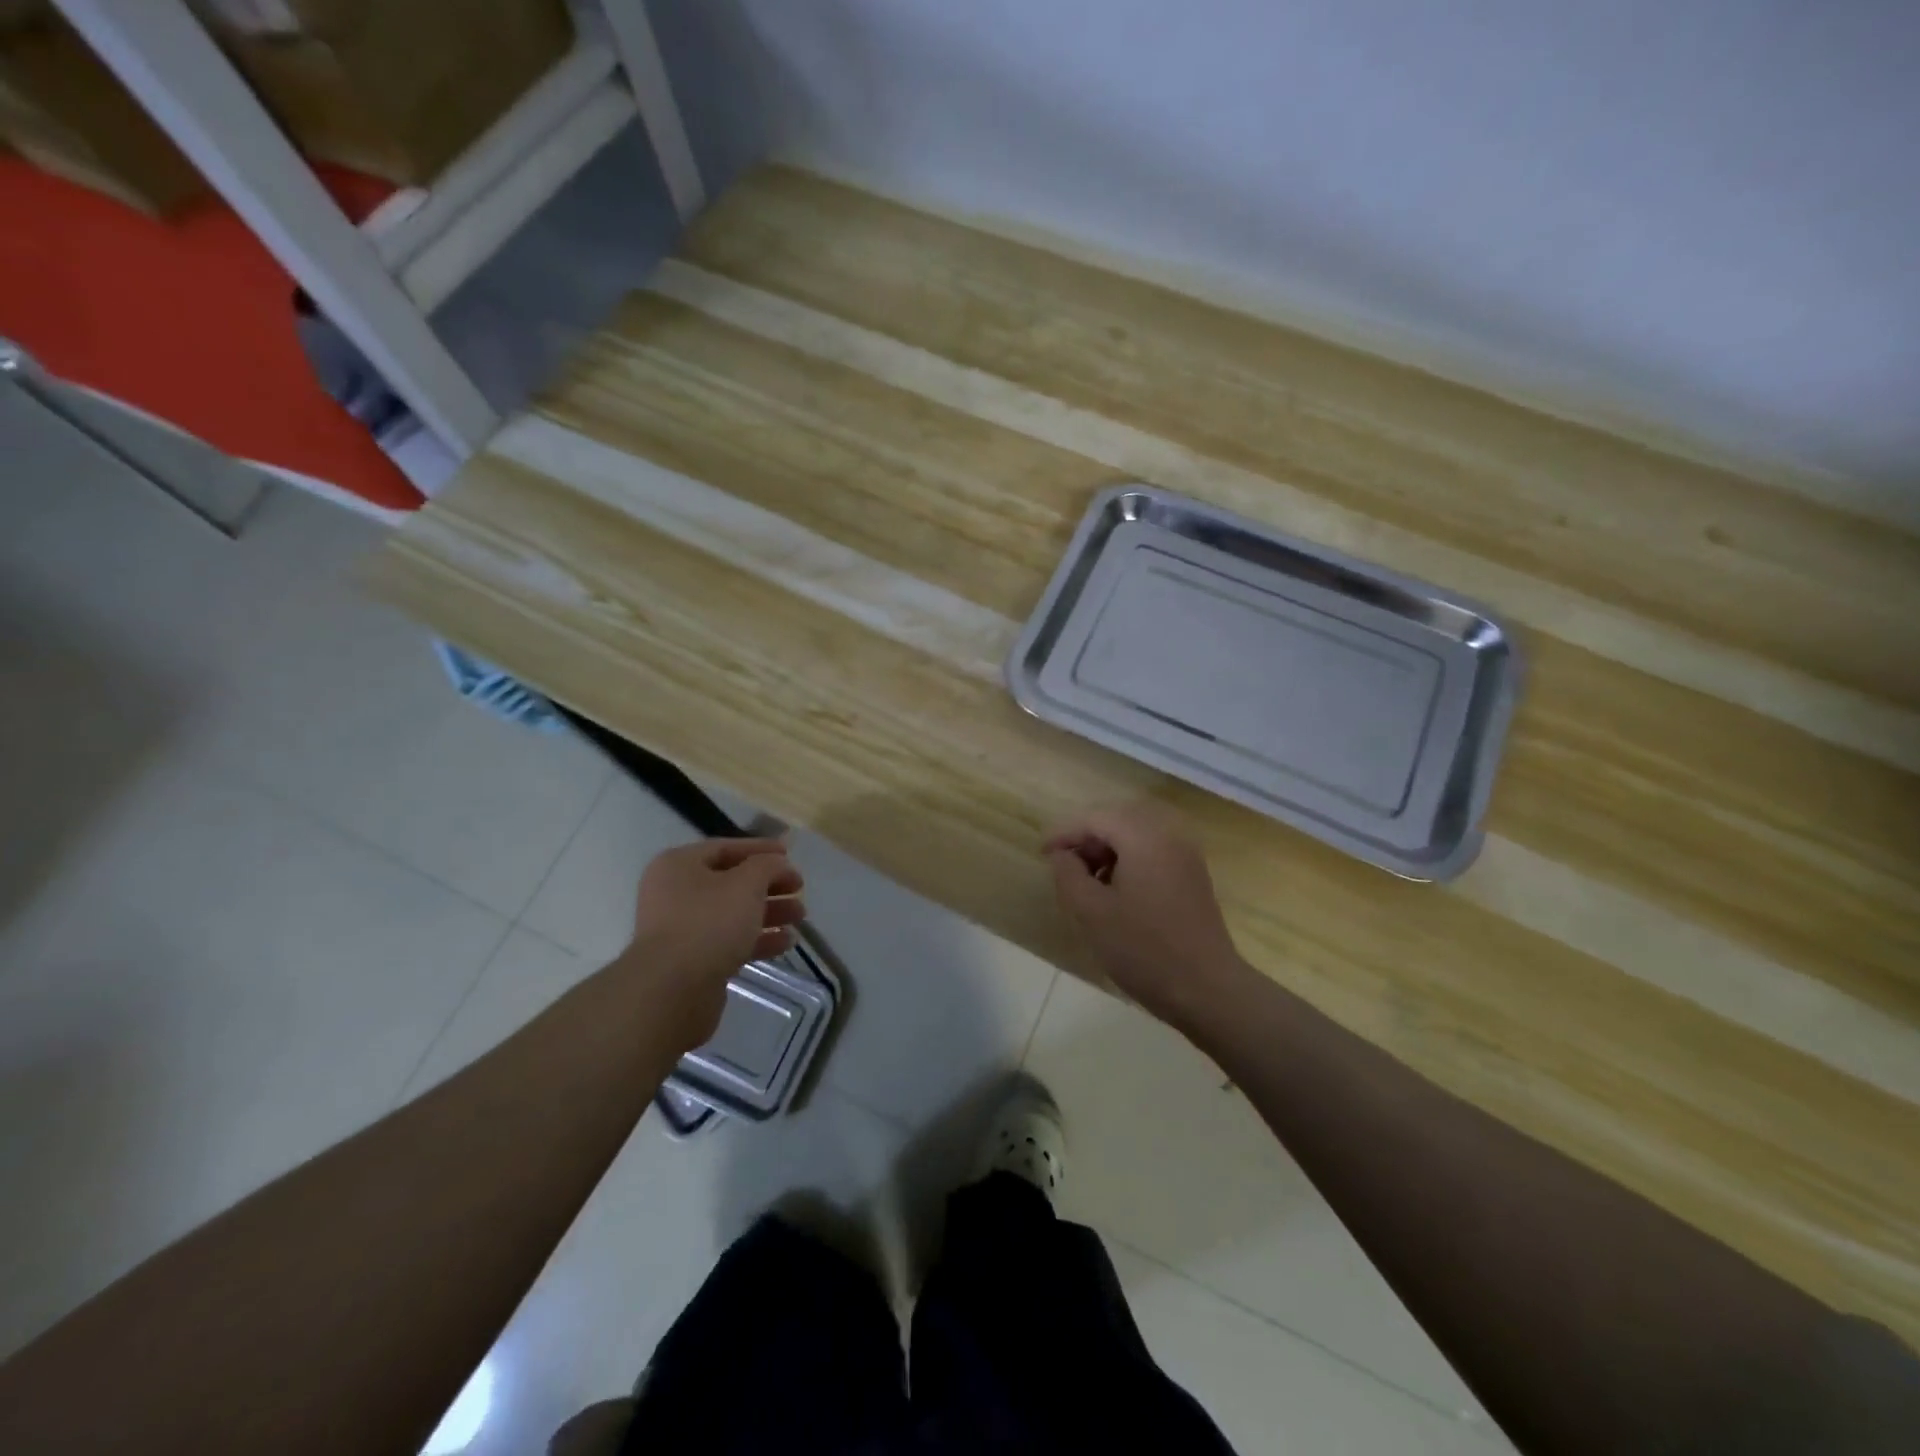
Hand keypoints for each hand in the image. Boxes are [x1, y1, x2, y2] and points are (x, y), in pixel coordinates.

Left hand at [622, 838, 805, 1048]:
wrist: (672, 991)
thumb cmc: (709, 923)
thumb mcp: (746, 884)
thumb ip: (767, 866)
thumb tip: (778, 864)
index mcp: (679, 865)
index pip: (726, 847)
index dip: (761, 849)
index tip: (790, 855)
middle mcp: (675, 893)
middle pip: (731, 882)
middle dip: (769, 885)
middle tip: (799, 889)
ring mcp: (682, 929)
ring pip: (733, 913)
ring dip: (769, 913)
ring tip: (800, 917)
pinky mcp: (692, 961)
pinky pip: (729, 942)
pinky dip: (758, 939)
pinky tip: (786, 943)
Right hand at [1045, 804, 1252, 1025]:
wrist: (1207, 989)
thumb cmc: (1143, 949)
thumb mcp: (1091, 913)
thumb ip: (1068, 875)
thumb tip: (1062, 855)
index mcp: (1144, 837)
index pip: (1095, 818)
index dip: (1064, 832)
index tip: (1042, 854)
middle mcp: (1169, 835)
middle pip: (1118, 820)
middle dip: (1087, 838)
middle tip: (1064, 866)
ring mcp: (1186, 855)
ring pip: (1136, 836)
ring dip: (1108, 850)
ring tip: (1087, 882)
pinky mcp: (1193, 876)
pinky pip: (1153, 852)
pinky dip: (1129, 861)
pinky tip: (1116, 892)